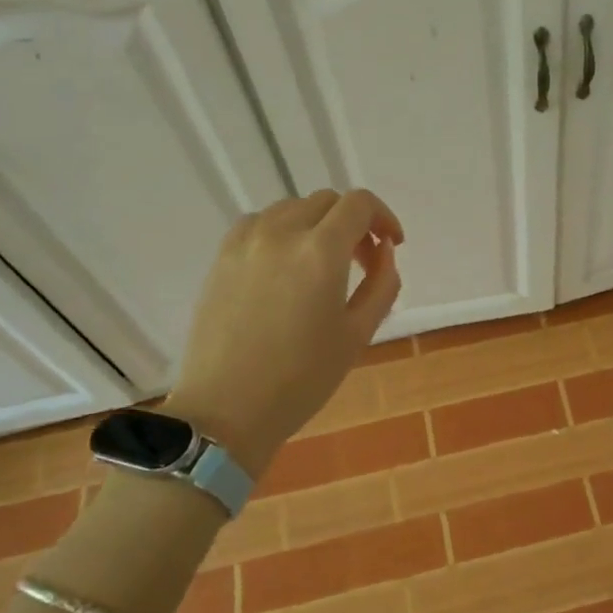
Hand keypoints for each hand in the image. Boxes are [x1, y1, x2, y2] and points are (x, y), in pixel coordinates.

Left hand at [165, 189, 403, 473]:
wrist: (226, 410)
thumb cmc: (302, 378)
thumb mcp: (358, 334)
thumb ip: (382, 284)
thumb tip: (383, 251)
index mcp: (321, 252)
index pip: (359, 204)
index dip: (383, 217)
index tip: (391, 245)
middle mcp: (282, 233)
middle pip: (327, 202)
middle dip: (354, 224)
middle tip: (362, 263)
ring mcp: (245, 243)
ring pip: (292, 208)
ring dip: (318, 225)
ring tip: (323, 264)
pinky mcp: (221, 258)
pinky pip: (260, 223)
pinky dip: (282, 231)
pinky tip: (285, 266)